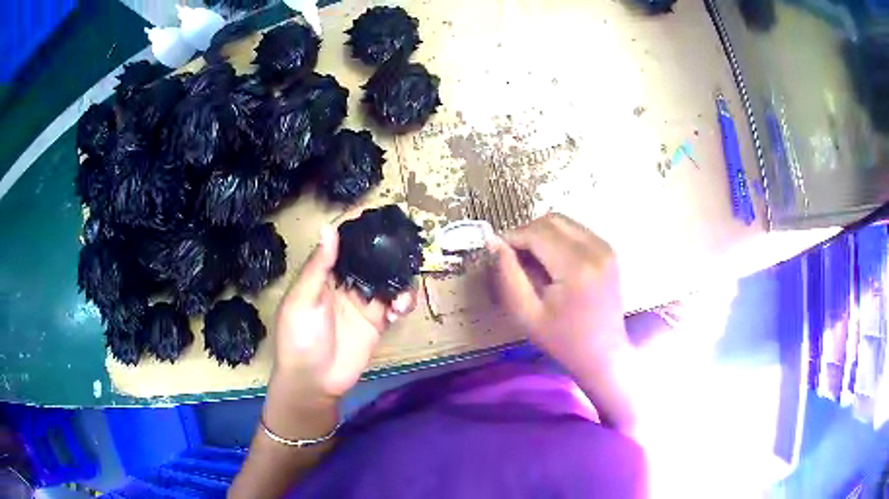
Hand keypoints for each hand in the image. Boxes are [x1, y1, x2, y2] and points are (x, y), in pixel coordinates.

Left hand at [270, 225, 416, 405]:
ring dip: (401, 280)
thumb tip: (329, 227)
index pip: (345, 243)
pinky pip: (396, 304)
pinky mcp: (377, 322)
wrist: (313, 383)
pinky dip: (404, 302)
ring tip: (400, 296)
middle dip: (390, 252)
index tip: (383, 215)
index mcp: (324, 273)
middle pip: (373, 258)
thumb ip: (318, 267)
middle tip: (407, 250)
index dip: (362, 228)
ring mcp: (364, 302)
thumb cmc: (299, 339)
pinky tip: (400, 310)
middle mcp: (346, 283)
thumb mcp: (302, 301)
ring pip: (389, 280)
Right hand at [488, 213, 628, 375]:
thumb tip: (494, 243)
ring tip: (533, 263)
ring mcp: (606, 247)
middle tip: (514, 259)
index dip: (512, 238)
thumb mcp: (526, 314)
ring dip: (542, 234)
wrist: (603, 354)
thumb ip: (508, 275)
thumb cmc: (563, 340)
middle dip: (526, 233)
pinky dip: (558, 239)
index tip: (497, 253)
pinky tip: (552, 264)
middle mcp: (596, 248)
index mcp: (577, 267)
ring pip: (564, 222)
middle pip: (551, 220)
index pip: (536, 233)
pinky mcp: (609, 251)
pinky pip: (576, 231)